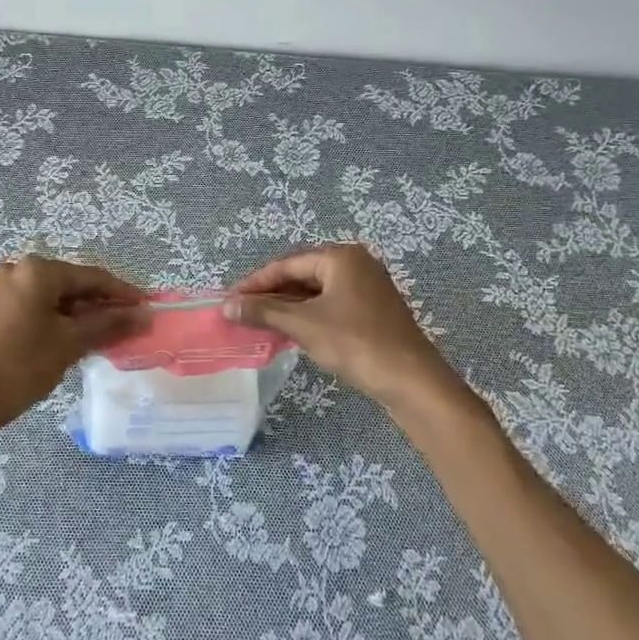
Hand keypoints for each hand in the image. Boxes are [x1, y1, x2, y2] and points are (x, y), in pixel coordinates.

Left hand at [0, 256, 147, 432]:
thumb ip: (109, 324)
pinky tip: (81, 337)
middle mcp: (20, 270)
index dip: (122, 292)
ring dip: (84, 314)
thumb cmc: (23, 365)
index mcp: (38, 270)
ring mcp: (6, 289)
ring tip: (111, 333)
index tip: (147, 306)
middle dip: (103, 304)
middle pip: (73, 284)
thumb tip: (143, 315)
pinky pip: (40, 307)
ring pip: (57, 297)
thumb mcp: (71, 342)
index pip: (91, 276)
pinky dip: (62, 319)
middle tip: (131, 323)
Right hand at [225, 244, 463, 410]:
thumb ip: (264, 312)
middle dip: (271, 295)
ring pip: (315, 293)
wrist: (412, 382)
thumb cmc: (356, 343)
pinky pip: (330, 306)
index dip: (255, 283)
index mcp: (341, 257)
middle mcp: (356, 264)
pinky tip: (289, 332)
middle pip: (301, 275)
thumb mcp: (304, 325)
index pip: (287, 264)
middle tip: (242, 312)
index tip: (229, 299)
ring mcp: (367, 288)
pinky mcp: (372, 311)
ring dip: (287, 308)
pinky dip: (307, 317)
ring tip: (259, 323)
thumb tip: (226, 306)